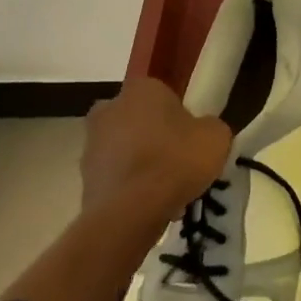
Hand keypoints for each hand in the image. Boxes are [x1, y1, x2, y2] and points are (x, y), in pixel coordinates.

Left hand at [81, 78, 231, 221]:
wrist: (130, 212)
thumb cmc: (176, 161)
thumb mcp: (216, 137)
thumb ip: (209, 126)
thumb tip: (201, 131)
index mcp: (142, 88)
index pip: (163, 94)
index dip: (179, 116)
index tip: (191, 137)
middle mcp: (109, 108)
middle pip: (140, 120)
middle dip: (155, 137)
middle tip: (178, 161)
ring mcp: (91, 144)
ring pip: (125, 149)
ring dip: (141, 163)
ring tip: (166, 190)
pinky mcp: (83, 178)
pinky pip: (116, 177)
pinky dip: (129, 187)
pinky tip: (149, 205)